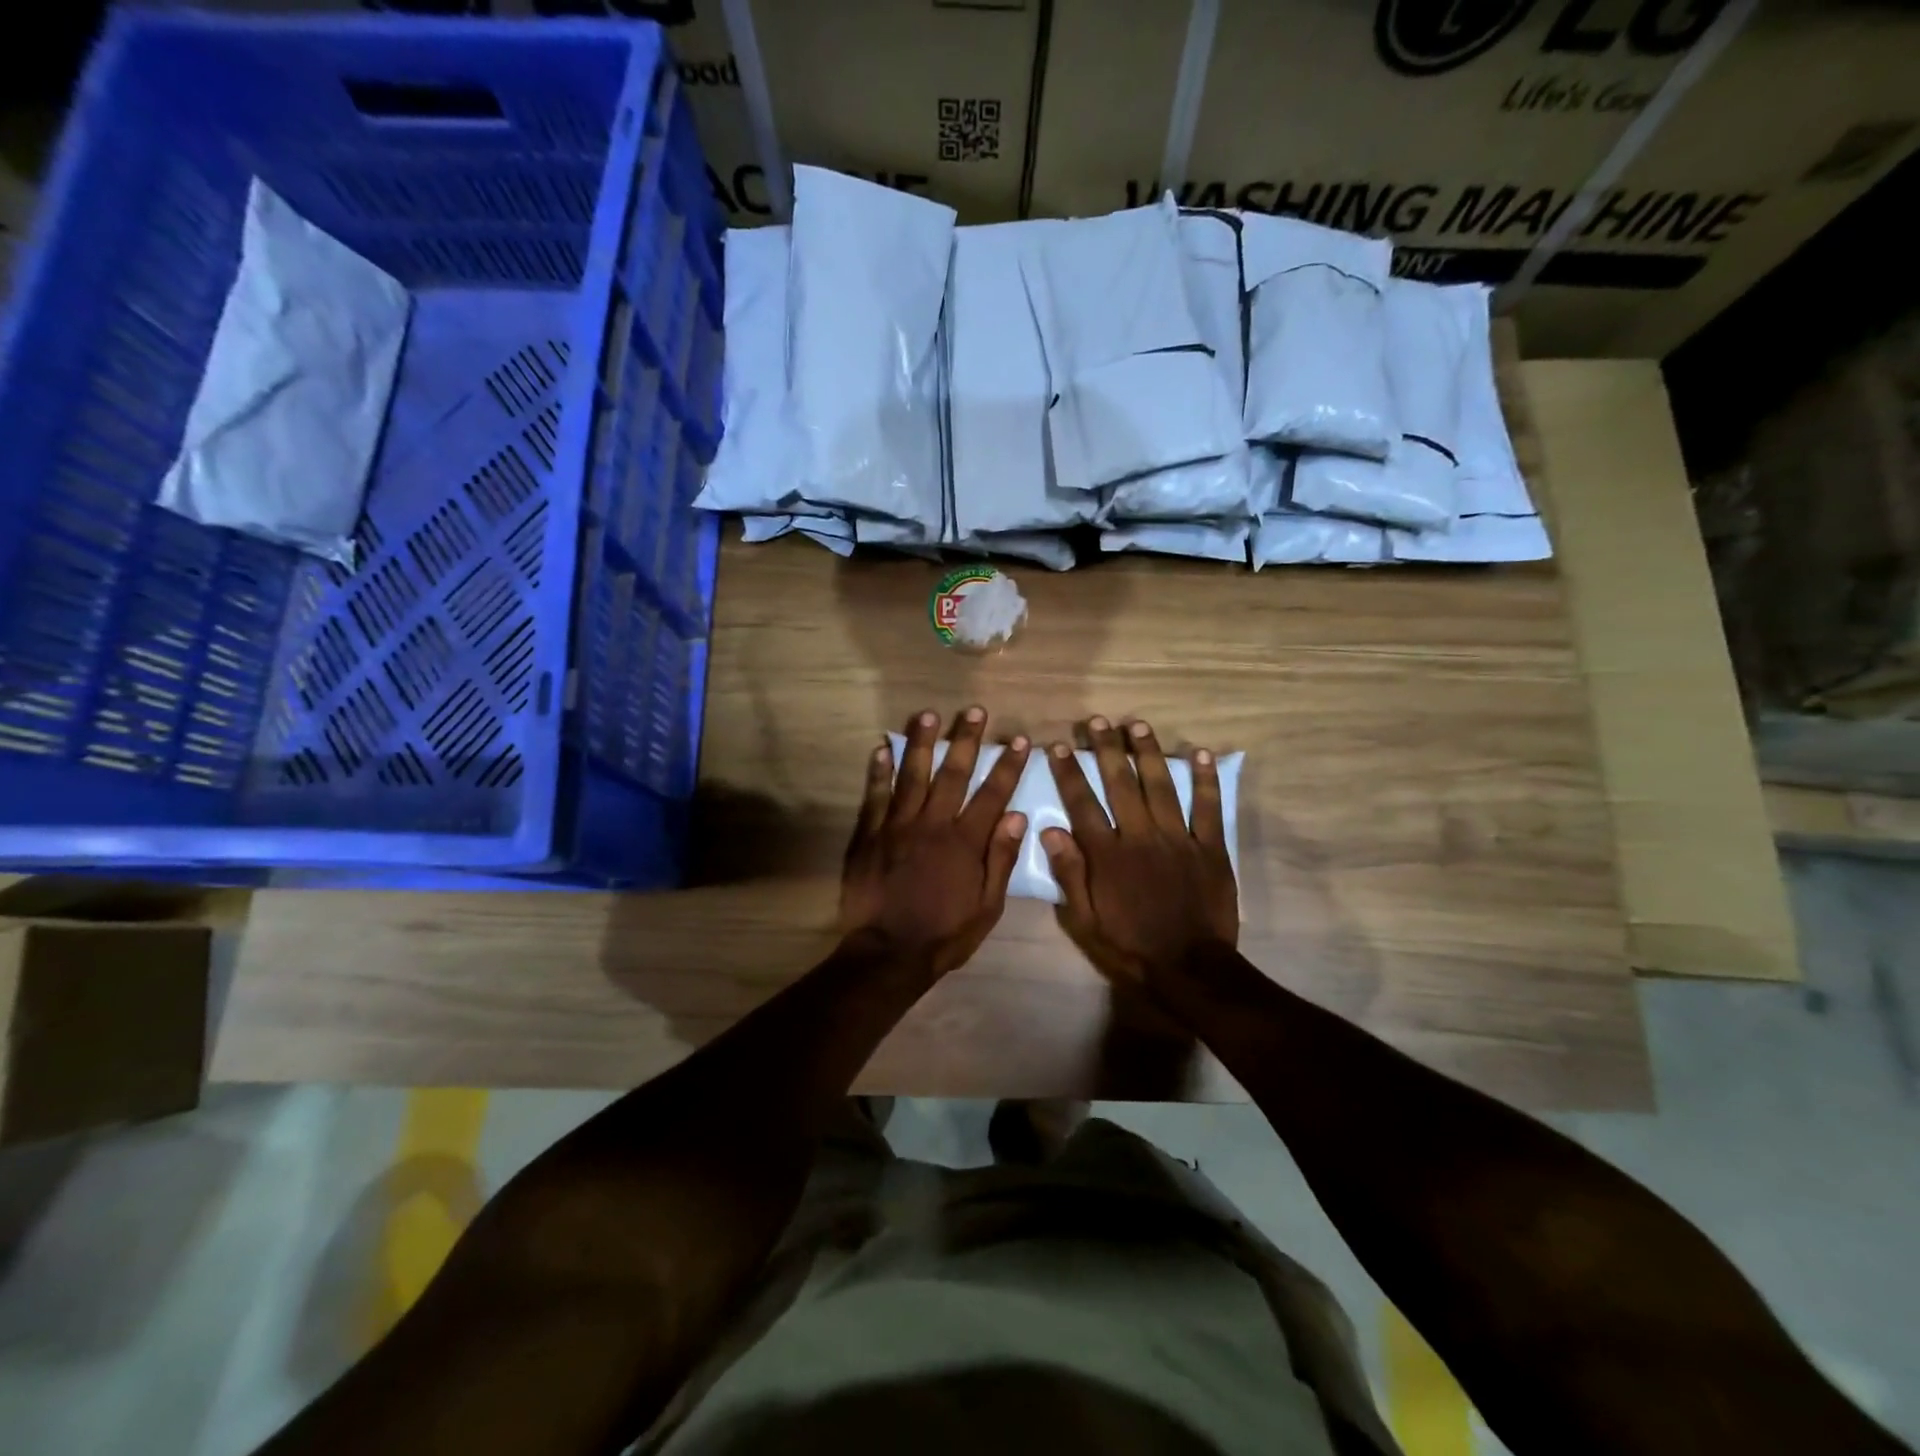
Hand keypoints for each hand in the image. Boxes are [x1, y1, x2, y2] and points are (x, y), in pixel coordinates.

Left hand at [840, 707, 1030, 974]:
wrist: (888, 953)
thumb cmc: (944, 934)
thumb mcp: (987, 907)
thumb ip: (1000, 859)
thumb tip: (1017, 816)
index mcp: (965, 842)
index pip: (992, 794)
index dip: (1007, 766)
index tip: (1018, 740)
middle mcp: (933, 824)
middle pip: (952, 773)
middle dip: (966, 740)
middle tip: (974, 711)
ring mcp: (897, 826)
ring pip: (912, 775)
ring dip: (921, 742)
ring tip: (927, 714)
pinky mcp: (869, 835)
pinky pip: (875, 796)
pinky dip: (878, 771)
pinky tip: (881, 748)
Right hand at [1041, 717, 1237, 990]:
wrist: (1190, 968)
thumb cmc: (1131, 946)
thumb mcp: (1085, 921)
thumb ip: (1070, 874)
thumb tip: (1049, 831)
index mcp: (1108, 855)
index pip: (1083, 804)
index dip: (1070, 773)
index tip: (1060, 746)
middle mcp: (1140, 837)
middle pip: (1121, 784)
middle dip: (1108, 750)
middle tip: (1098, 721)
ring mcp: (1178, 840)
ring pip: (1161, 786)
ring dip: (1148, 753)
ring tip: (1138, 725)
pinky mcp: (1210, 848)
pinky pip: (1207, 808)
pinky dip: (1204, 781)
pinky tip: (1199, 754)